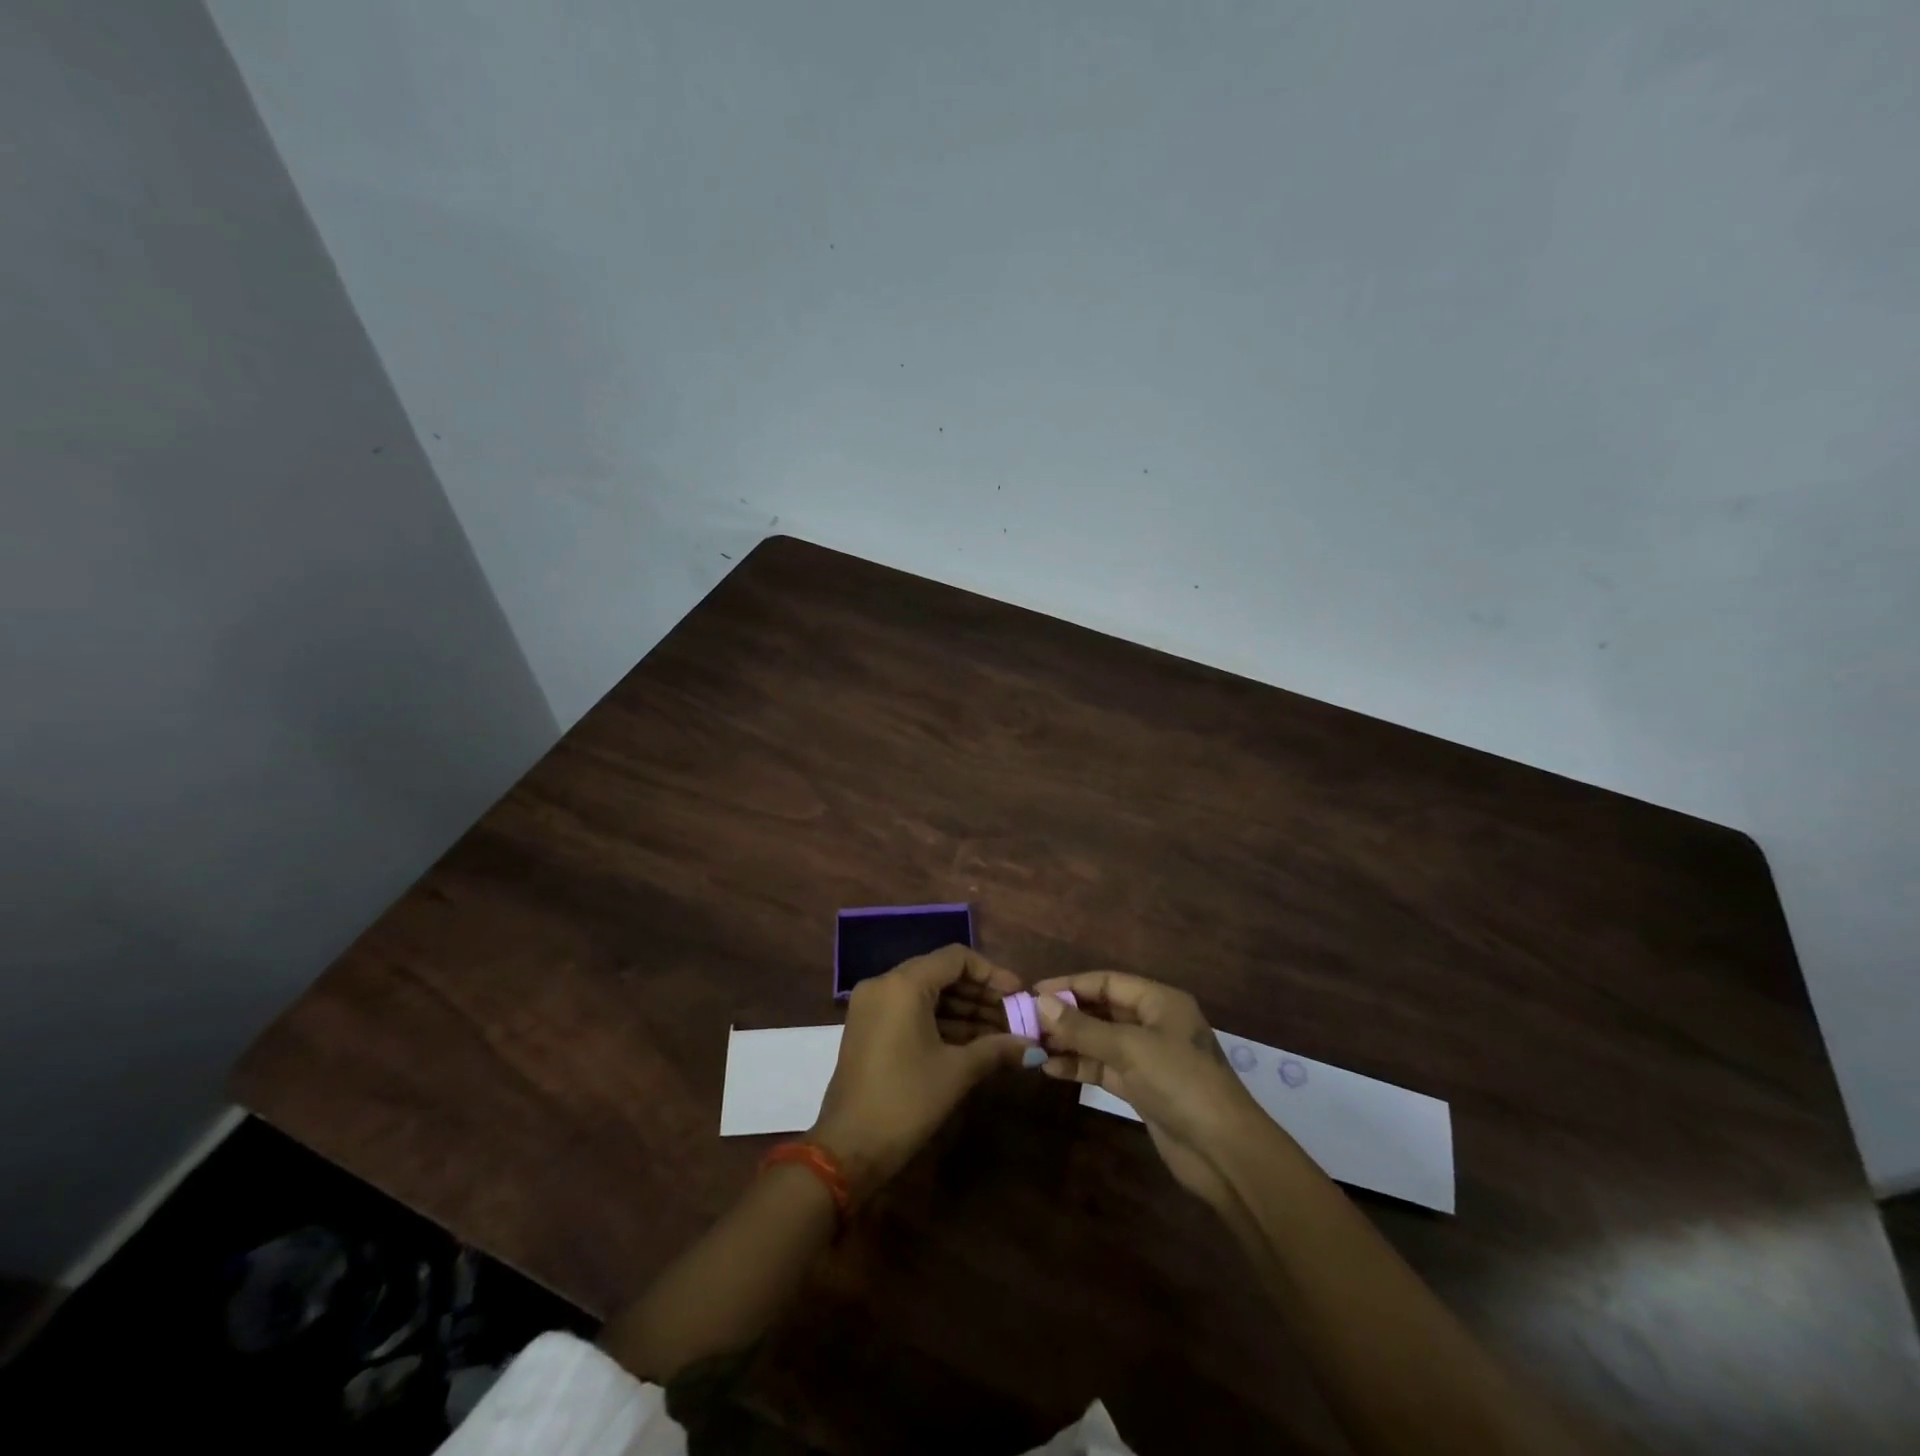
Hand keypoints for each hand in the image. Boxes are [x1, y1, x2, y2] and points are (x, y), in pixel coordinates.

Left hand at [810, 944, 1038, 1197]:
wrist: (848, 1149)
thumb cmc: (906, 1101)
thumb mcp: (956, 1072)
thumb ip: (996, 1049)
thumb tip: (1034, 1047)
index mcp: (903, 984)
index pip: (956, 958)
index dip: (992, 974)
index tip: (1018, 995)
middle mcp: (884, 985)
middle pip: (941, 974)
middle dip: (980, 995)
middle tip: (1014, 1016)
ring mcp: (872, 1006)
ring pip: (927, 994)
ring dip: (964, 1011)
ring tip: (1001, 1033)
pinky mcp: (869, 1028)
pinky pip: (911, 1011)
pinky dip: (941, 1022)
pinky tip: (973, 1043)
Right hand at [1031, 971, 1264, 1209]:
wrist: (1224, 1151)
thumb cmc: (1180, 1082)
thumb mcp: (1129, 1048)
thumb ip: (1083, 1027)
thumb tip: (1041, 1003)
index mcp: (1159, 1001)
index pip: (1106, 982)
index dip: (1069, 985)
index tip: (1033, 993)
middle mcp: (1153, 1023)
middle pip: (1102, 1010)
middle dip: (1066, 1015)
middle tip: (1026, 1022)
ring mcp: (1148, 1057)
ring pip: (1100, 1040)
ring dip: (1069, 1042)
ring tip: (1032, 1046)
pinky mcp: (1142, 1088)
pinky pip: (1104, 1067)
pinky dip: (1080, 1066)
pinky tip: (1051, 1069)